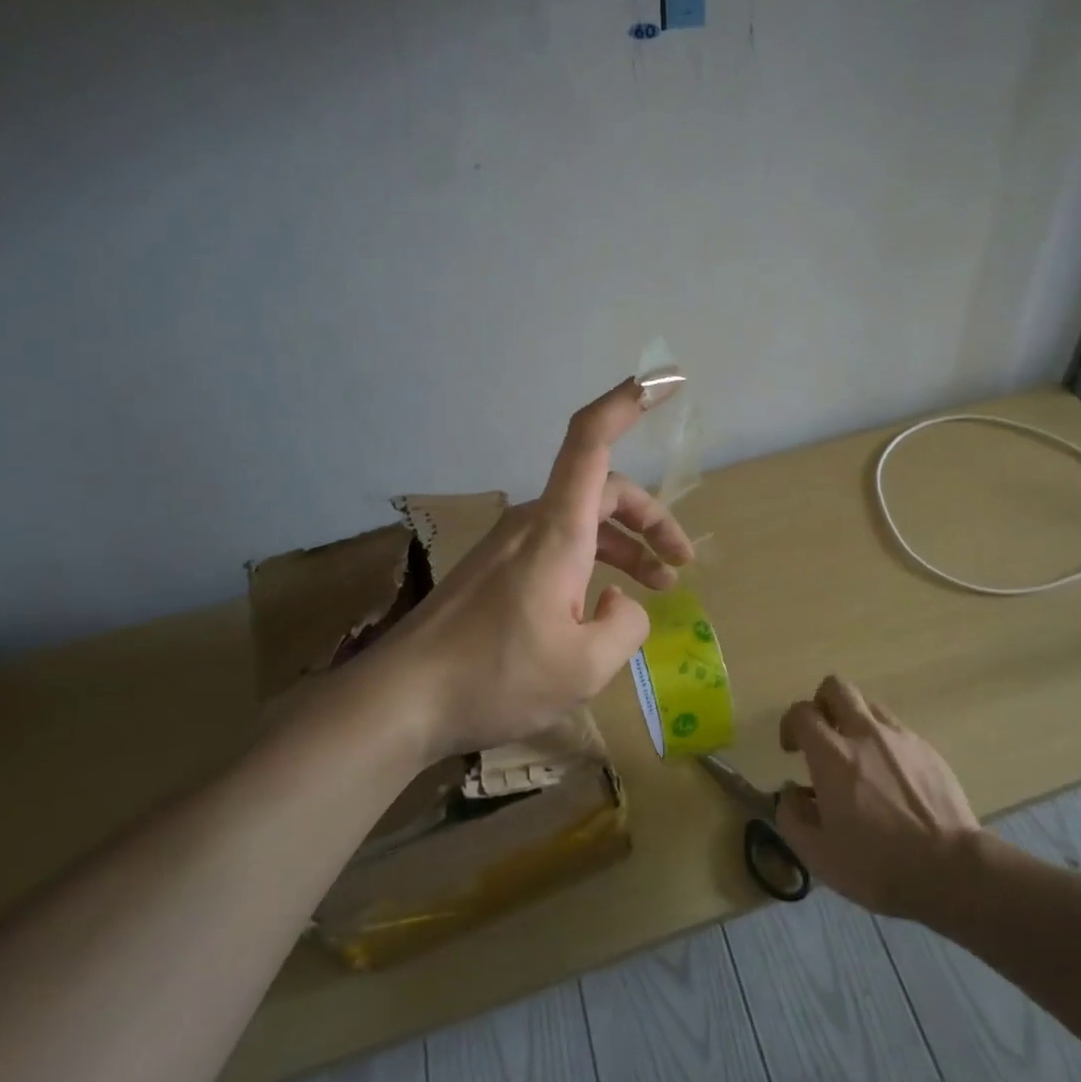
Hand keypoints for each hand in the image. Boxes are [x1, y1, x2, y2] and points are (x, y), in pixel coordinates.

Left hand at [373, 372, 695, 759]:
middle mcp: (534, 524)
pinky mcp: (497, 570)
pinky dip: (593, 562)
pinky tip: (600, 607)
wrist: (400, 700)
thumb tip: (621, 603)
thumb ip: (625, 626)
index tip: (665, 381)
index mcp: (558, 530)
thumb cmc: (494, 676)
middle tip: (680, 562)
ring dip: (624, 546)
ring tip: (656, 587)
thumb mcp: (584, 667)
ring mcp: (511, 545)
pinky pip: (558, 546)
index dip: (628, 402)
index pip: (591, 441)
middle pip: (603, 491)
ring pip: (583, 523)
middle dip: (650, 519)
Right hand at [774, 676, 980, 919]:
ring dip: (854, 720)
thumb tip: (790, 793)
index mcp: (832, 755)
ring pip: (868, 704)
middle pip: (836, 687)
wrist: (951, 869)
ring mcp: (899, 737)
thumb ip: (792, 817)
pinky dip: (884, 742)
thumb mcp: (819, 856)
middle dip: (822, 703)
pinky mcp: (927, 749)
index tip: (792, 750)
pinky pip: (896, 730)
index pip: (802, 712)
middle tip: (823, 735)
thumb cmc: (878, 865)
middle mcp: (864, 733)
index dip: (790, 725)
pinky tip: (891, 778)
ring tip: (858, 757)